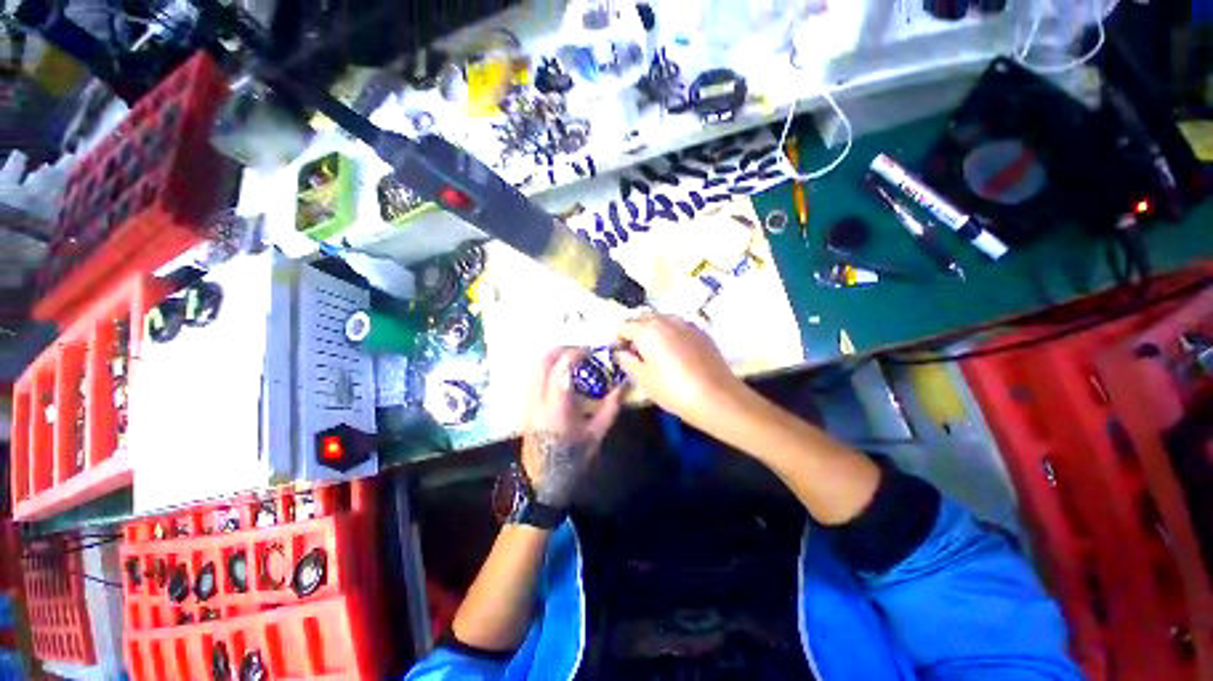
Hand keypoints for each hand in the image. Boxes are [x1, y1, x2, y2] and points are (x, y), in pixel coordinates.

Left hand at [521, 347, 623, 507]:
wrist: (543, 479)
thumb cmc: (573, 458)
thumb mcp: (596, 434)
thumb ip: (610, 407)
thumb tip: (623, 386)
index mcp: (557, 407)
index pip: (562, 368)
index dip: (576, 353)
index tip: (591, 351)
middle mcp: (538, 399)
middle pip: (543, 361)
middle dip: (562, 349)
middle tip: (581, 351)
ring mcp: (528, 401)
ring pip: (534, 366)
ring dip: (553, 356)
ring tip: (571, 359)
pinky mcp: (525, 404)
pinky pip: (533, 376)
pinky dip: (546, 366)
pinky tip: (560, 373)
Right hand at [614, 314, 749, 428]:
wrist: (716, 396)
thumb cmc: (673, 390)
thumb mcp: (643, 379)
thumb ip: (627, 361)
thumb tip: (621, 352)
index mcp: (647, 330)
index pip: (624, 326)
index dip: (617, 338)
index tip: (618, 352)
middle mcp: (666, 320)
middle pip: (643, 318)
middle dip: (635, 331)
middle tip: (634, 351)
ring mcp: (686, 324)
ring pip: (662, 319)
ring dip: (653, 330)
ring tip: (654, 350)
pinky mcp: (701, 332)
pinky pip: (678, 326)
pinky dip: (670, 333)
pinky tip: (674, 351)